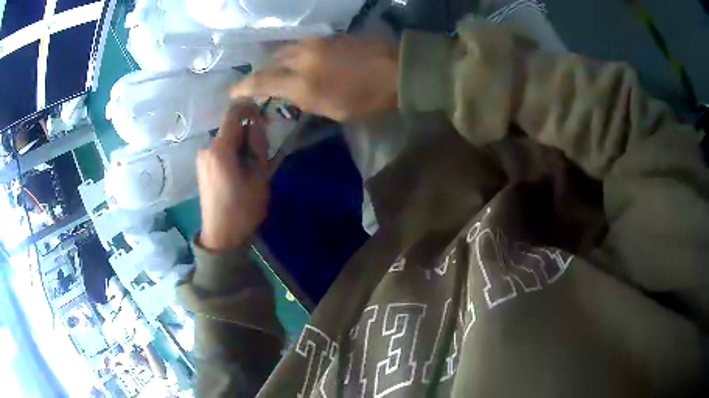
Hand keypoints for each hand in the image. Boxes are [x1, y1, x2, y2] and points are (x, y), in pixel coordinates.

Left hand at [197, 103, 269, 251]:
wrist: (221, 236)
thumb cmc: (243, 209)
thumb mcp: (259, 175)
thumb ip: (258, 145)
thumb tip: (257, 123)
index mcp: (219, 149)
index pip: (234, 113)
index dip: (250, 109)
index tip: (265, 119)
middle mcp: (206, 148)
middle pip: (231, 127)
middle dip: (248, 133)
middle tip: (261, 155)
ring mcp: (202, 158)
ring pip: (226, 139)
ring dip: (241, 145)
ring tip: (251, 168)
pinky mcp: (202, 167)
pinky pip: (220, 150)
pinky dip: (233, 153)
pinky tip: (239, 172)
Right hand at [232, 35, 398, 121]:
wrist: (397, 70)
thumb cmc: (368, 98)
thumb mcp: (334, 111)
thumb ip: (307, 100)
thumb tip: (293, 92)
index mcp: (302, 82)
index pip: (262, 82)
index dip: (243, 87)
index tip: (232, 92)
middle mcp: (302, 57)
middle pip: (271, 61)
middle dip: (261, 71)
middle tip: (258, 82)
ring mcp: (315, 42)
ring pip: (285, 49)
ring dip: (277, 61)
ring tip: (278, 70)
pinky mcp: (328, 36)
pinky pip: (301, 44)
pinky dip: (294, 53)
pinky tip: (299, 60)